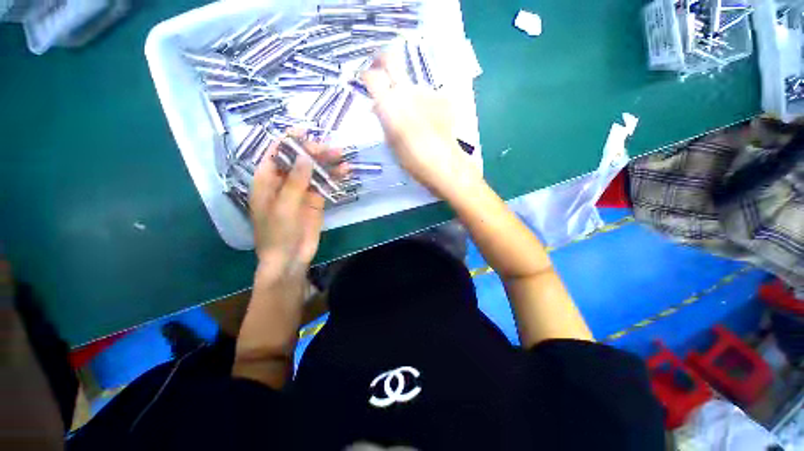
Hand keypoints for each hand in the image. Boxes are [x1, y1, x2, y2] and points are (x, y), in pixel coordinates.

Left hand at [236, 133, 343, 387]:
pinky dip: (334, 178)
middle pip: (299, 161)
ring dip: (328, 164)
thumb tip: (305, 157)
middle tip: (332, 148)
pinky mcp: (315, 201)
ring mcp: (301, 192)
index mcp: (266, 181)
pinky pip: (325, 186)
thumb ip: (295, 181)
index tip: (306, 130)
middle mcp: (283, 183)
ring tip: (343, 156)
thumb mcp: (283, 206)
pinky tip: (345, 172)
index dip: (289, 141)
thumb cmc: (277, 233)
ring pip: (314, 172)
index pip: (276, 154)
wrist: (290, 258)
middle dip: (314, 152)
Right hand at [362, 55, 480, 199]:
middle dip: (382, 61)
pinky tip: (428, 119)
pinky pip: (427, 95)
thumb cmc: (413, 160)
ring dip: (407, 93)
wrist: (444, 164)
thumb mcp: (391, 142)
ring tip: (412, 115)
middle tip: (380, 71)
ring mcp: (427, 92)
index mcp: (390, 104)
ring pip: (411, 83)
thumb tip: (377, 106)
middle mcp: (407, 91)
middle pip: (391, 59)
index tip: (365, 82)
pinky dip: (423, 103)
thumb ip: (383, 120)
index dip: (366, 76)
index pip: (371, 76)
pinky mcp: (442, 98)